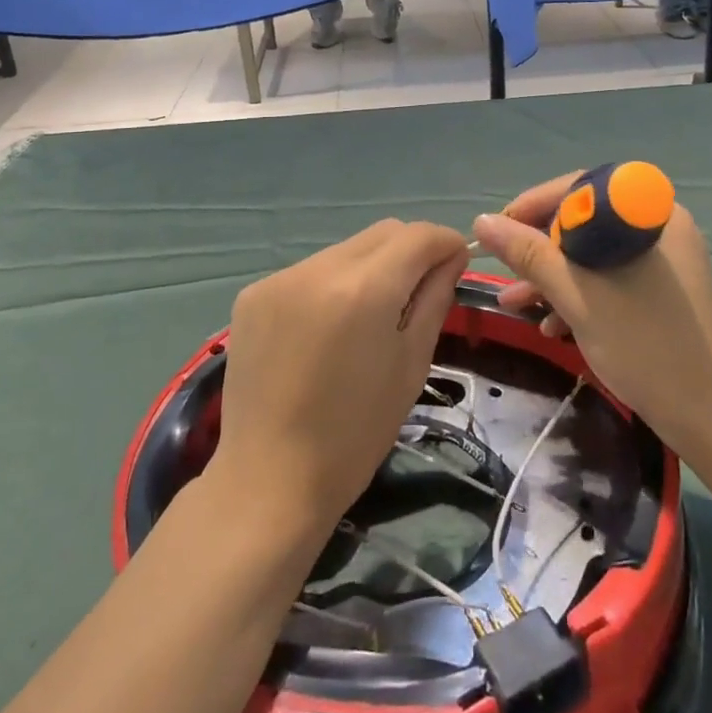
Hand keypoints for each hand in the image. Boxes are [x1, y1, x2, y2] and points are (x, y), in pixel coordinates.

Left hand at [212, 220, 470, 535]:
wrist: (268, 479)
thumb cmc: (355, 434)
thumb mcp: (411, 365)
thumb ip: (434, 299)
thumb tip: (449, 258)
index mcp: (364, 289)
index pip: (418, 235)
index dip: (446, 243)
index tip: (457, 263)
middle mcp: (319, 269)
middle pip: (382, 233)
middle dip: (410, 250)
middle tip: (420, 291)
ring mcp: (280, 278)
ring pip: (346, 250)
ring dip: (369, 267)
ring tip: (368, 317)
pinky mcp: (253, 293)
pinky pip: (310, 271)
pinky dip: (331, 285)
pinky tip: (326, 329)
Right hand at [471, 176, 711, 476]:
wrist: (710, 419)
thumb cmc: (644, 345)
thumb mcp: (577, 295)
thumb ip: (529, 255)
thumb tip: (483, 220)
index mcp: (651, 214)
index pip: (581, 188)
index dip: (534, 204)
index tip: (499, 230)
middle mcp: (661, 227)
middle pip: (586, 221)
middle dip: (540, 249)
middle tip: (506, 272)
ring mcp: (665, 261)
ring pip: (595, 254)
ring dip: (553, 277)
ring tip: (514, 304)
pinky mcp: (663, 291)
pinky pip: (612, 277)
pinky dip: (580, 294)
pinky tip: (550, 326)